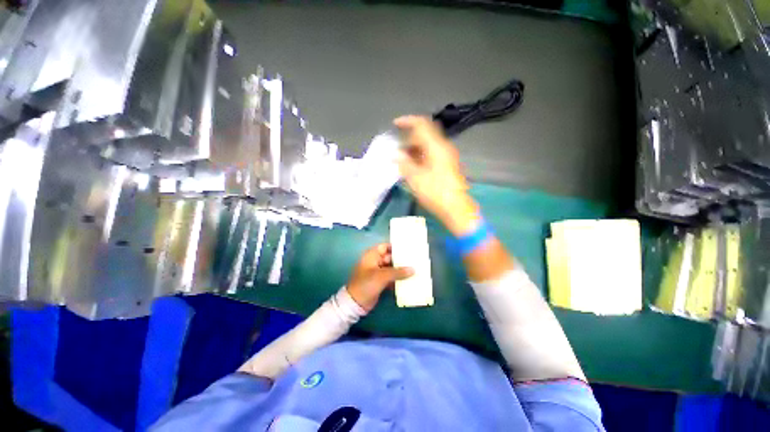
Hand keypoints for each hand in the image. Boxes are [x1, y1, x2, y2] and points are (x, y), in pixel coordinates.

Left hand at [346, 244, 413, 310]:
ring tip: (415, 268)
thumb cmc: (366, 284)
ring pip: (392, 268)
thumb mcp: (382, 276)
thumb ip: (398, 272)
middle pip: (390, 257)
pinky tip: (409, 279)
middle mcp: (375, 261)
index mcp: (372, 255)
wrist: (356, 303)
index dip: (396, 247)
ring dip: (401, 269)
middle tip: (415, 259)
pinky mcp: (380, 281)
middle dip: (401, 259)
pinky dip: (398, 278)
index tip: (408, 248)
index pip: (385, 246)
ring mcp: (378, 272)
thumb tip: (413, 269)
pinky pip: (391, 277)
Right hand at [394, 115, 479, 235]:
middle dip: (409, 139)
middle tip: (397, 149)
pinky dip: (421, 156)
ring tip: (403, 160)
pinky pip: (432, 154)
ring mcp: (448, 157)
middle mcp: (444, 147)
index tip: (394, 124)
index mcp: (436, 146)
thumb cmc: (435, 193)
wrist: (456, 209)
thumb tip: (396, 154)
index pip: (422, 124)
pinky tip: (413, 167)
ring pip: (428, 145)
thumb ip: (404, 163)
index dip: (407, 121)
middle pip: (425, 134)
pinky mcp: (448, 166)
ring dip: (414, 149)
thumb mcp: (415, 178)